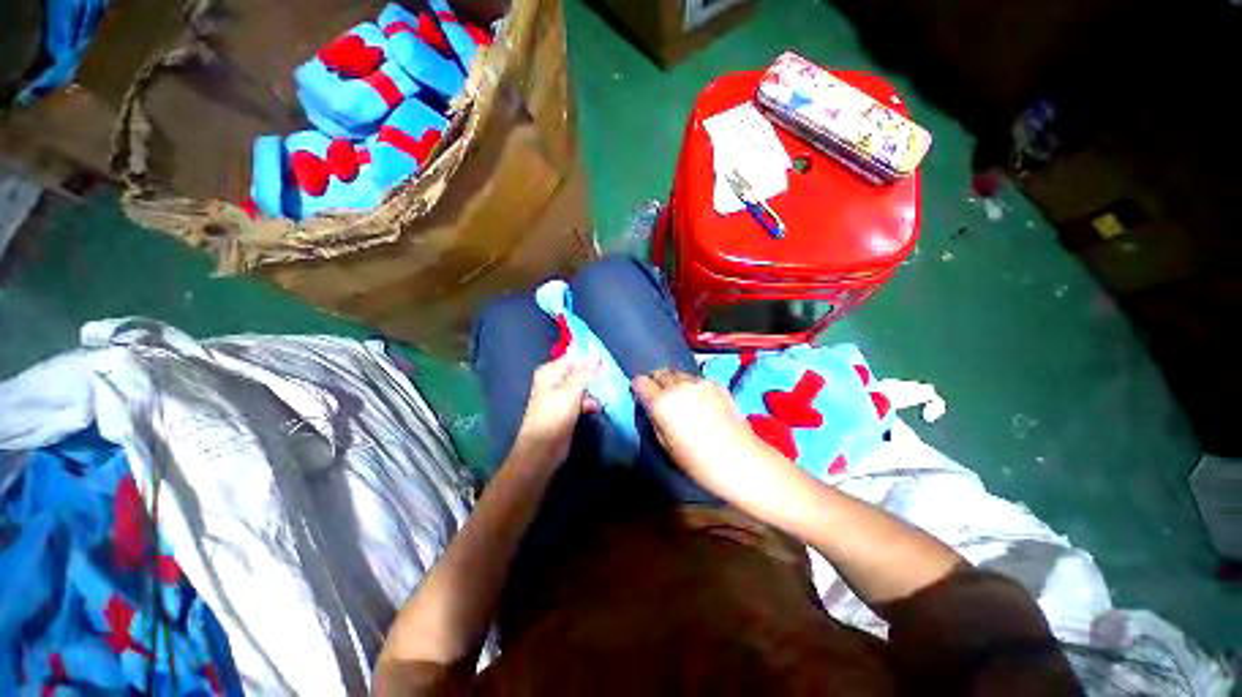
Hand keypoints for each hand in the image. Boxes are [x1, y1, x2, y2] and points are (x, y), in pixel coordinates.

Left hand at [513, 355, 598, 464]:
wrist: (542, 450)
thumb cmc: (554, 416)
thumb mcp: (571, 391)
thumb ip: (585, 371)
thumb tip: (597, 352)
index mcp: (550, 371)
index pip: (573, 356)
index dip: (590, 357)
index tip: (607, 359)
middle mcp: (554, 381)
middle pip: (579, 371)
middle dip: (594, 374)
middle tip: (610, 376)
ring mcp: (560, 396)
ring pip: (582, 386)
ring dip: (593, 390)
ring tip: (605, 393)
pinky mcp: (567, 410)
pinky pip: (582, 400)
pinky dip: (589, 402)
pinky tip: (597, 407)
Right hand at [632, 369, 787, 504]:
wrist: (741, 460)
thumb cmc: (697, 461)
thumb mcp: (665, 444)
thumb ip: (654, 418)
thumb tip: (651, 405)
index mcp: (661, 402)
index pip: (640, 381)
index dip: (639, 388)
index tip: (643, 397)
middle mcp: (678, 385)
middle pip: (659, 373)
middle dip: (657, 383)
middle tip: (662, 399)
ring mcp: (699, 382)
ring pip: (678, 374)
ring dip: (675, 383)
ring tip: (683, 400)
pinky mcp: (716, 383)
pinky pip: (696, 379)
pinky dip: (692, 386)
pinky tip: (702, 402)